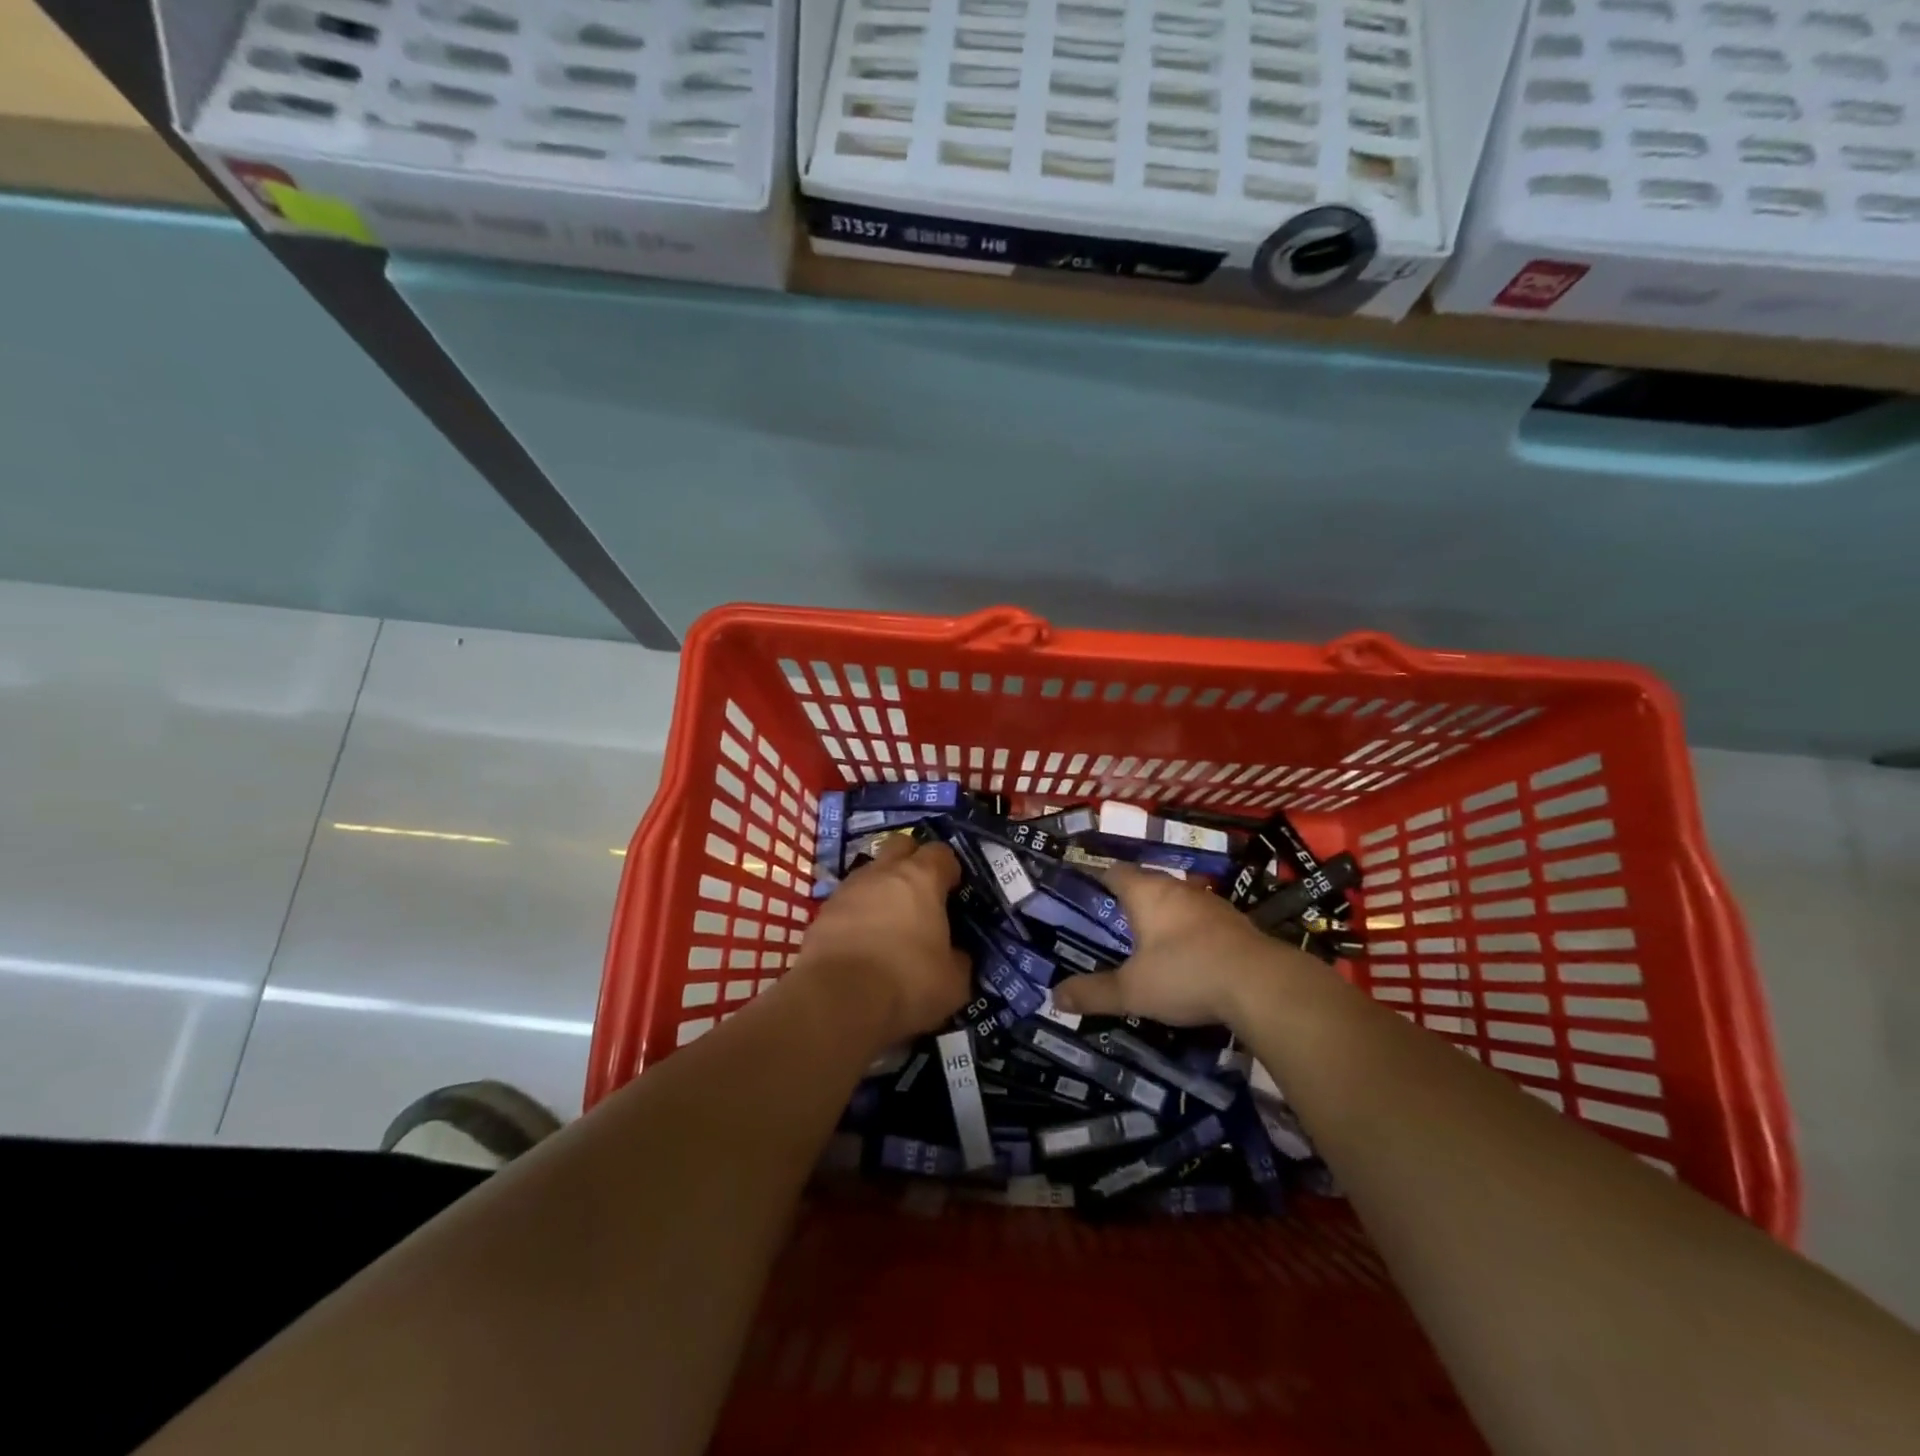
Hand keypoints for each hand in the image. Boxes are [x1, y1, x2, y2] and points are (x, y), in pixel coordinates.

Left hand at [792, 836, 970, 1047]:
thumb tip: (955, 954)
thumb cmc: (907, 982)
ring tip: (889, 923)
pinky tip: (861, 943)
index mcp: (921, 878)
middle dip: (912, 860)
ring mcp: (848, 889)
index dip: (949, 869)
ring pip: (870, 873)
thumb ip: (958, 959)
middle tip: (921, 892)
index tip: (954, 891)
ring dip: (881, 889)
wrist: (836, 1001)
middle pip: (900, 845)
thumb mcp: (953, 982)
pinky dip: (857, 914)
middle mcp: (883, 872)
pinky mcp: (822, 913)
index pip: (941, 852)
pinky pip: (847, 902)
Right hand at [1051, 865, 1312, 1026]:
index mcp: (1146, 893)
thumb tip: (1054, 997)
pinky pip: (1201, 920)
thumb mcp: (1133, 991)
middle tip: (1112, 919)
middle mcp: (1177, 889)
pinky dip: (1188, 932)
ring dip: (1162, 914)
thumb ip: (1094, 993)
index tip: (1085, 888)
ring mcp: (1210, 904)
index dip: (1098, 877)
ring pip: (1177, 900)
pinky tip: (1187, 955)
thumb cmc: (1186, 974)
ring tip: (1147, 937)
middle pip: (1147, 882)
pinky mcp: (1236, 924)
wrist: (1262, 985)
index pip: (1115, 871)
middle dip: (1129, 898)